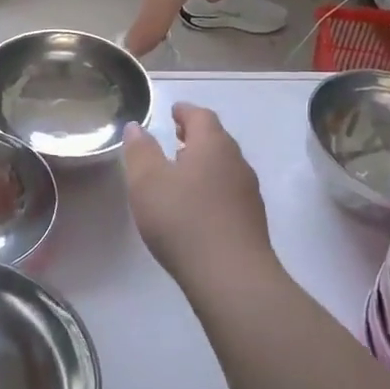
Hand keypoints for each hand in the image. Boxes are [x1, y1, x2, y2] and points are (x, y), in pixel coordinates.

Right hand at [123, 103, 275, 286]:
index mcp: (213, 145)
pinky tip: (197, 206)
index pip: (201, 116)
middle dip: (196, 136)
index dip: (185, 112)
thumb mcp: (147, 182)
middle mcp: (236, 162)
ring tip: (182, 172)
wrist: (232, 277)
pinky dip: (212, 188)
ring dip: (204, 163)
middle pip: (217, 139)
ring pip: (224, 166)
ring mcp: (248, 192)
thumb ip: (140, 151)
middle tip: (175, 138)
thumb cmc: (183, 220)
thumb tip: (137, 127)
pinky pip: (229, 192)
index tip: (173, 112)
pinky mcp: (252, 221)